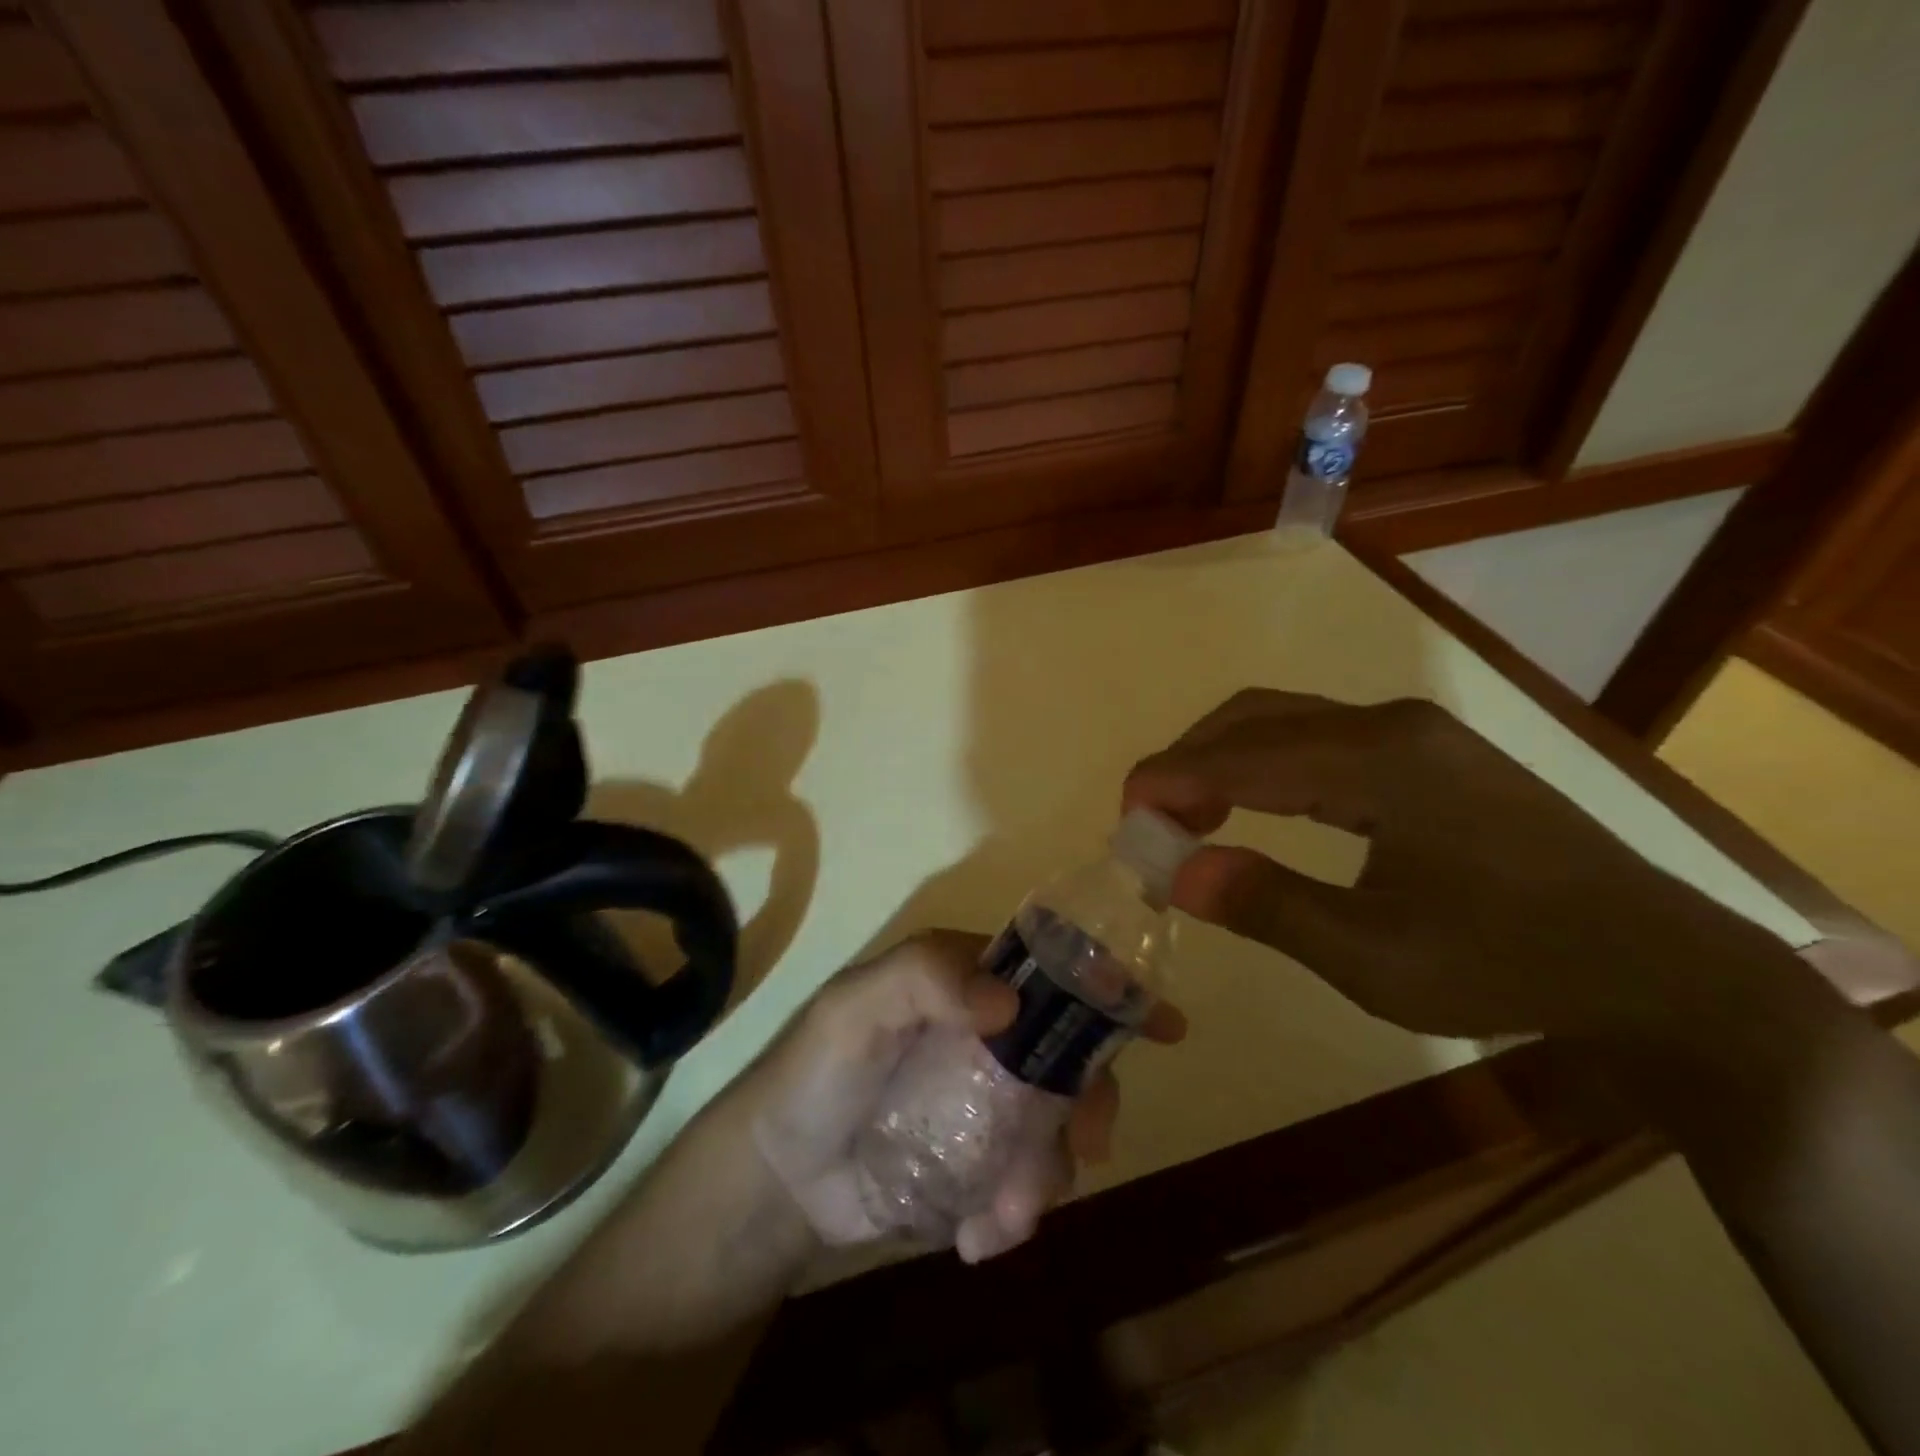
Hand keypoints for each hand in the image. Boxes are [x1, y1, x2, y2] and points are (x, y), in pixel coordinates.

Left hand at [752, 931, 1185, 1262]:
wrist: (780, 1178)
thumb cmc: (815, 1074)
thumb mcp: (856, 1008)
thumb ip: (925, 980)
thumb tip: (1009, 1002)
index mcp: (968, 985)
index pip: (1050, 973)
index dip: (1108, 991)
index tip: (1162, 1025)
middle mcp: (991, 1037)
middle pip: (1072, 1057)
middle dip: (1091, 1102)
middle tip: (1087, 1146)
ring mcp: (991, 1104)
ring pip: (1059, 1129)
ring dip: (1045, 1174)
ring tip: (1001, 1211)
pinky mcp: (983, 1165)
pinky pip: (1029, 1187)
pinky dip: (1016, 1214)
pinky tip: (976, 1235)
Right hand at [1123, 690, 1795, 1043]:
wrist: (1653, 965)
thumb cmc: (1509, 964)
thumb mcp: (1376, 958)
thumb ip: (1269, 907)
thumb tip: (1177, 873)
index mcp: (1378, 760)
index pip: (1242, 754)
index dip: (1171, 778)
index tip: (1125, 815)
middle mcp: (1389, 724)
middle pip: (1256, 717)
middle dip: (1189, 760)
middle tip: (1154, 820)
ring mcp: (1411, 732)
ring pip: (1284, 721)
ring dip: (1224, 759)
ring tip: (1191, 817)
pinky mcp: (1424, 752)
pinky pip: (1319, 739)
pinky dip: (1265, 766)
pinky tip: (1253, 806)